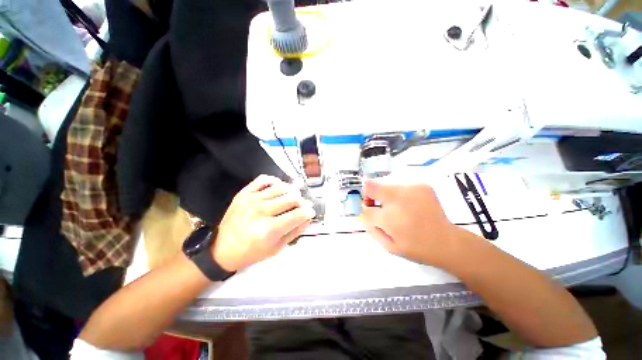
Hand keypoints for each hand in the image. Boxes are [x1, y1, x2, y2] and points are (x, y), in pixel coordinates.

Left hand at [212, 175, 315, 271]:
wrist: (222, 249)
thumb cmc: (251, 252)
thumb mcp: (277, 248)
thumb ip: (295, 232)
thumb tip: (308, 218)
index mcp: (269, 229)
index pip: (298, 214)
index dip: (308, 212)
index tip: (310, 212)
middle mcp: (261, 211)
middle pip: (292, 198)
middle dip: (302, 202)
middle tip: (302, 206)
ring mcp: (252, 199)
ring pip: (281, 187)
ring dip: (292, 191)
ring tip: (293, 197)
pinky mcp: (244, 193)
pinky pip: (264, 180)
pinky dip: (275, 181)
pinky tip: (279, 187)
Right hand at [361, 178, 470, 268]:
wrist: (447, 242)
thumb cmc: (416, 248)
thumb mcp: (389, 246)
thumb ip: (371, 227)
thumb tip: (363, 212)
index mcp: (391, 219)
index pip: (366, 209)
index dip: (365, 210)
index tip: (371, 213)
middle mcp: (399, 199)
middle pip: (371, 186)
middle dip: (369, 195)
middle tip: (378, 205)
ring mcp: (412, 189)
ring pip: (384, 183)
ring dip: (384, 194)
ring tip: (396, 206)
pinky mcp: (421, 185)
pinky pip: (399, 184)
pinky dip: (398, 193)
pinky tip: (407, 204)